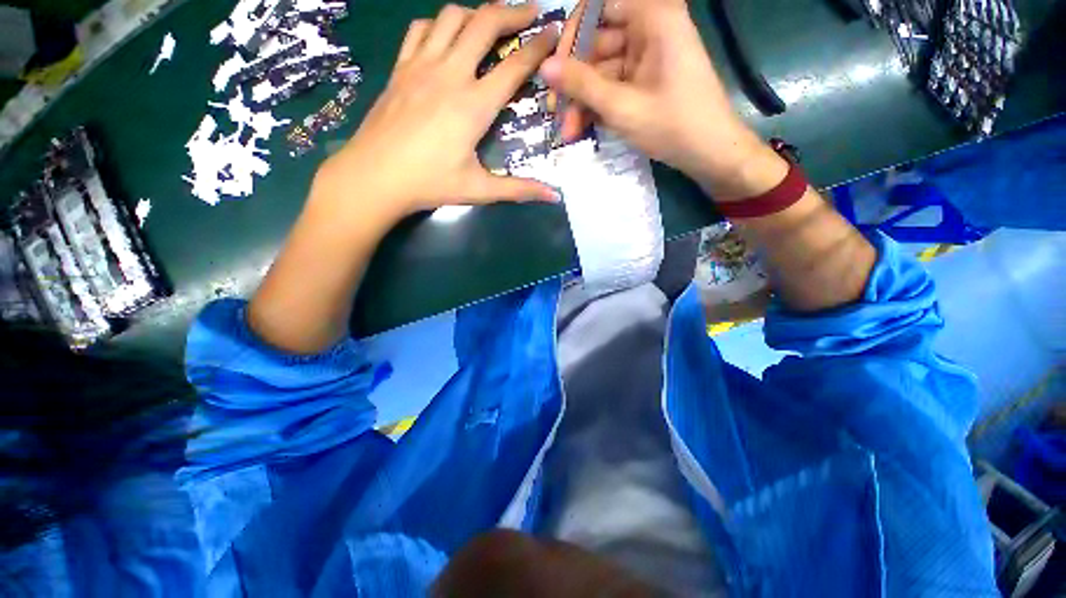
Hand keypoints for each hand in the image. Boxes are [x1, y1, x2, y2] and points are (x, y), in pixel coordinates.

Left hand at [313, 2, 559, 228]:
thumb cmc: (429, 184)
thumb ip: (519, 189)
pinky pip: (420, 29)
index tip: (554, 32)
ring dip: (476, 13)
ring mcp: (421, 66)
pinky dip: (439, 24)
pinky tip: (446, 37)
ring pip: (451, 16)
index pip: (514, 65)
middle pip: (484, 22)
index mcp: (474, 105)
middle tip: (530, 13)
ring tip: (490, 24)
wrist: (374, 177)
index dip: (538, 46)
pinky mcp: (400, 68)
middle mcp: (450, 74)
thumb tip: (554, 196)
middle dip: (512, 11)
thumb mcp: (479, 190)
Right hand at [542, 0, 785, 200]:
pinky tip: (582, 128)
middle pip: (596, 44)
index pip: (597, 8)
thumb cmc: (672, 125)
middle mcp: (649, 28)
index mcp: (652, 17)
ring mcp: (647, 56)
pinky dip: (597, 106)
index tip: (556, 71)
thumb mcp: (621, 106)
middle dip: (575, 82)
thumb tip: (544, 67)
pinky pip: (613, 85)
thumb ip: (581, 84)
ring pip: (602, 70)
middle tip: (556, 113)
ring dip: (582, 101)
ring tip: (568, 132)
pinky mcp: (645, 80)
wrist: (710, 152)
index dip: (573, 37)